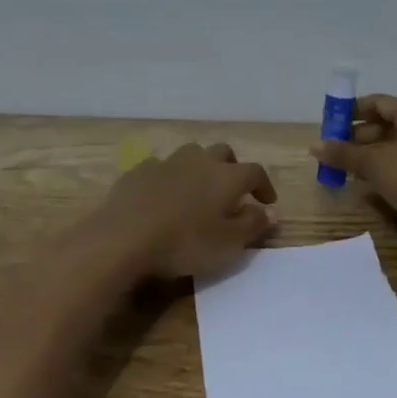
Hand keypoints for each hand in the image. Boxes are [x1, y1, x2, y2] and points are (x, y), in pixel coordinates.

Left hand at [91, 142, 278, 279]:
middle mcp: (199, 161)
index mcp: (226, 177)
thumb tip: (271, 211)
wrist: (124, 237)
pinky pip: (161, 166)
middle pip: (223, 153)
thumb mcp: (228, 244)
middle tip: (233, 190)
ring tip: (198, 189)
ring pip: (191, 154)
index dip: (264, 186)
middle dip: (232, 168)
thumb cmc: (184, 243)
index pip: (255, 172)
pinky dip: (169, 177)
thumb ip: (253, 225)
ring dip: (200, 167)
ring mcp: (166, 162)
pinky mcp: (139, 171)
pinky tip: (163, 195)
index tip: (267, 203)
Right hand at [309, 95, 396, 258]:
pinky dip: (387, 166)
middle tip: (335, 149)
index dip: (352, 111)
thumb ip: (342, 153)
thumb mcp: (373, 164)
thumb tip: (314, 146)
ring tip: (346, 167)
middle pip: (388, 123)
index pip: (379, 103)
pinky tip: (369, 181)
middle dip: (359, 135)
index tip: (330, 123)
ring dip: (370, 153)